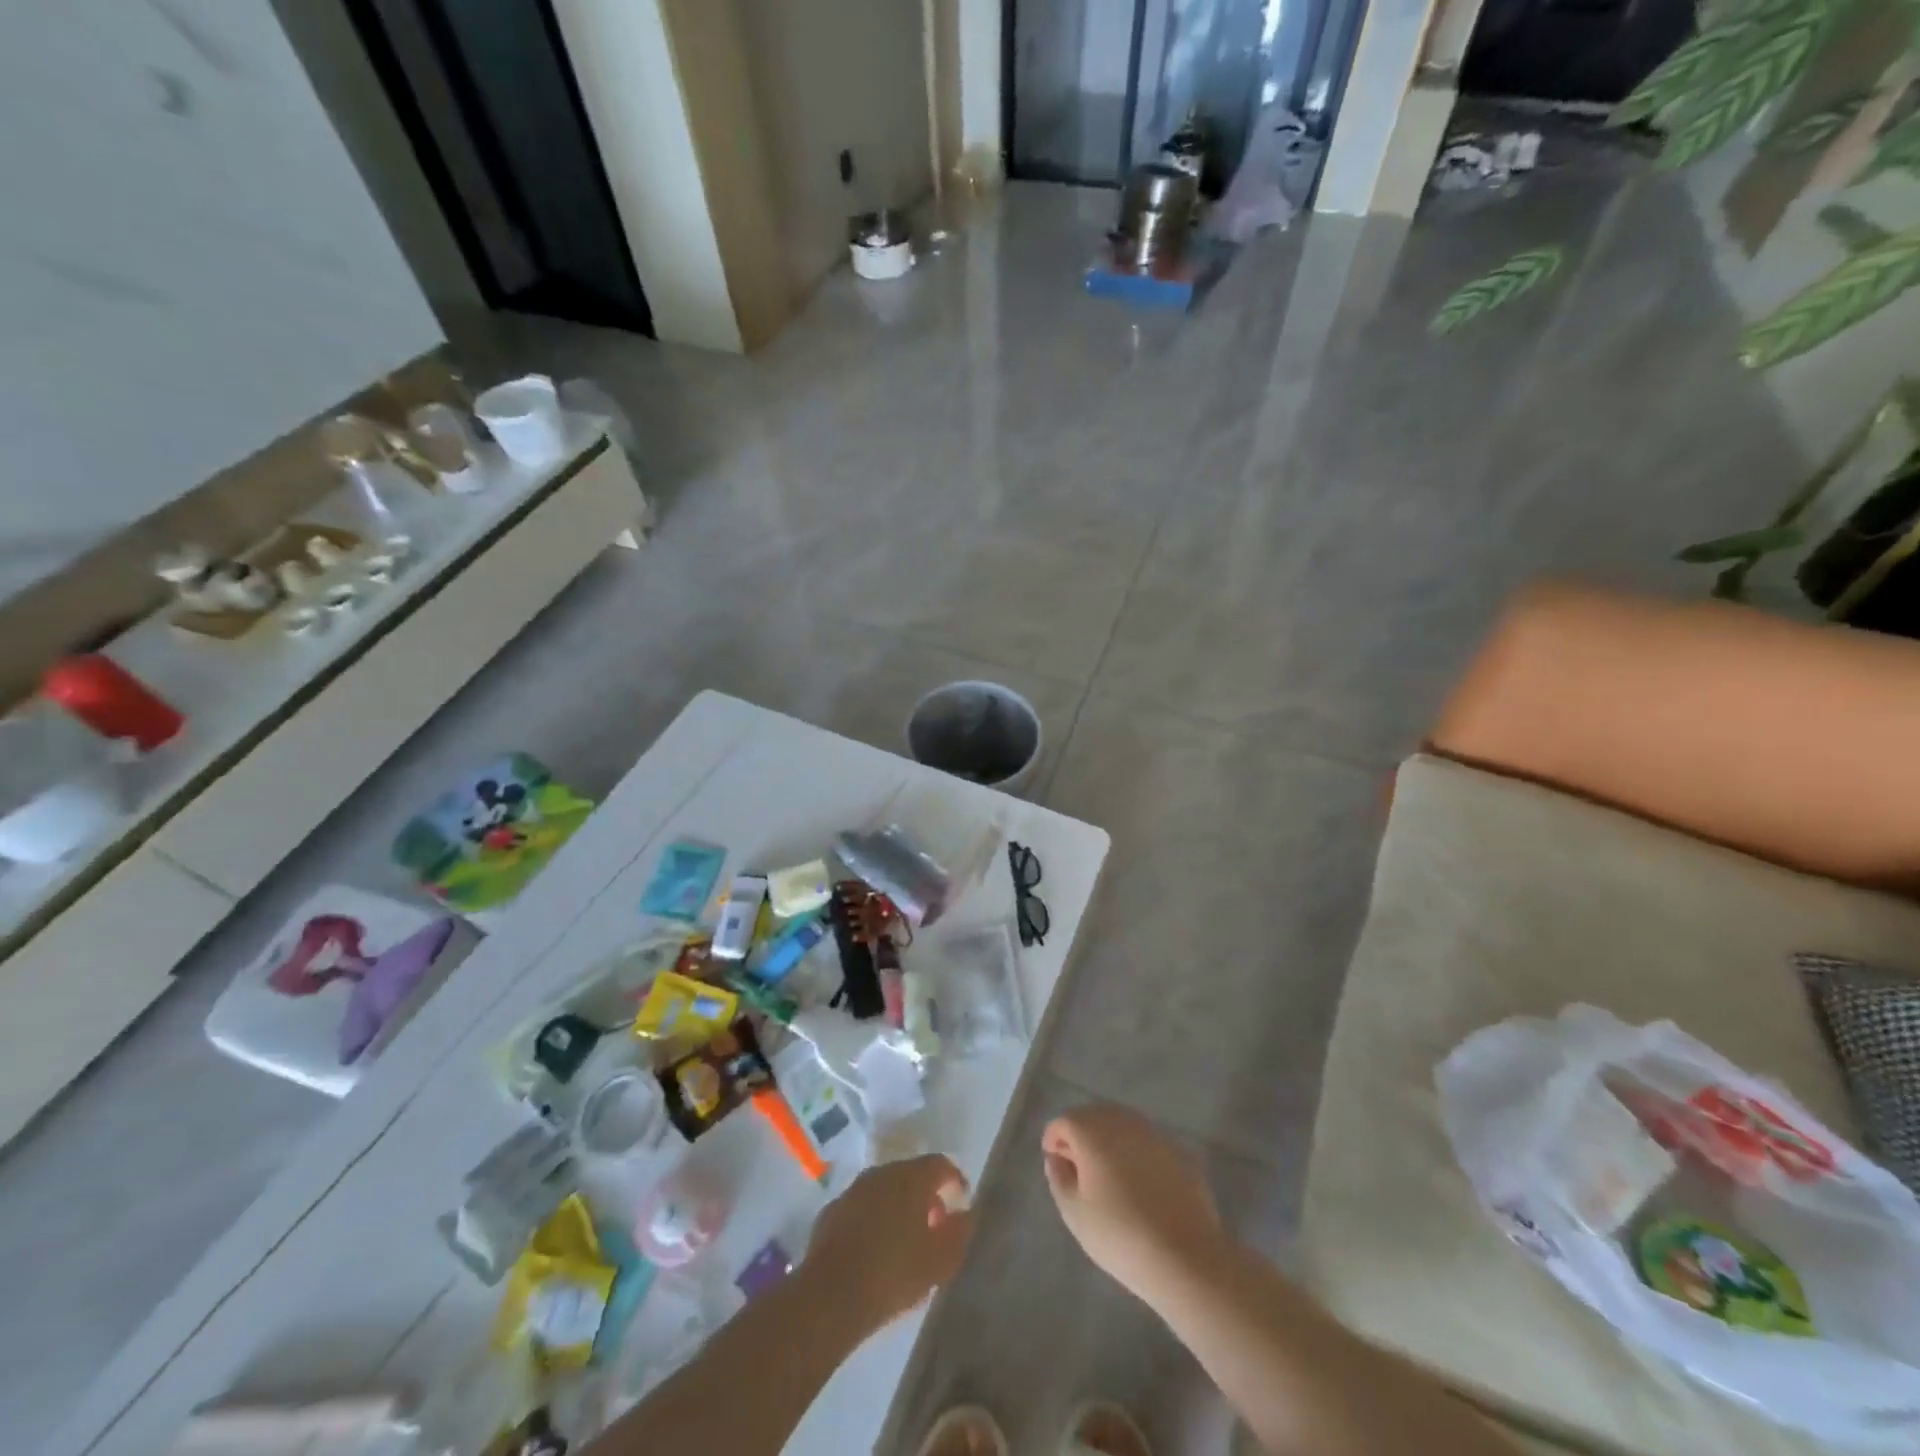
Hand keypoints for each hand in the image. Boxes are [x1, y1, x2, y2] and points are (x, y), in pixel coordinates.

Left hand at [803, 1154, 972, 1333]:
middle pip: (911, 1174)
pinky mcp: (833, 1210)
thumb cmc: (894, 1274)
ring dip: (898, 1206)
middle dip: (926, 1195)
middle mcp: (882, 1173)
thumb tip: (966, 1213)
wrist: (831, 1296)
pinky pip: (862, 1207)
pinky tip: (875, 1249)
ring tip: (906, 1240)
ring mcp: (854, 1189)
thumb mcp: (940, 1261)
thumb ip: (959, 1232)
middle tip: (935, 1225)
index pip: (940, 1164)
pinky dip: (874, 1219)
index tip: (962, 1200)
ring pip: (884, 1189)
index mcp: (911, 1178)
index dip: (955, 1179)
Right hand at [1042, 1103, 1226, 1305]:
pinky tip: (1141, 1187)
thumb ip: (1058, 1177)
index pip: (1064, 1121)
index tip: (1056, 1166)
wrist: (1186, 1258)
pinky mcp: (1180, 1152)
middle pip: (1094, 1117)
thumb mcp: (1074, 1213)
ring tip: (1109, 1178)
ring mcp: (1155, 1134)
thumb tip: (1056, 1157)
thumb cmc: (1120, 1235)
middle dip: (1082, 1136)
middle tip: (1080, 1171)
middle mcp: (1123, 1121)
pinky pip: (1148, 1145)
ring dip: (1110, 1143)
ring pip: (1123, 1127)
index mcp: (1093, 1130)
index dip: (1054, 1140)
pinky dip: (1137, 1155)